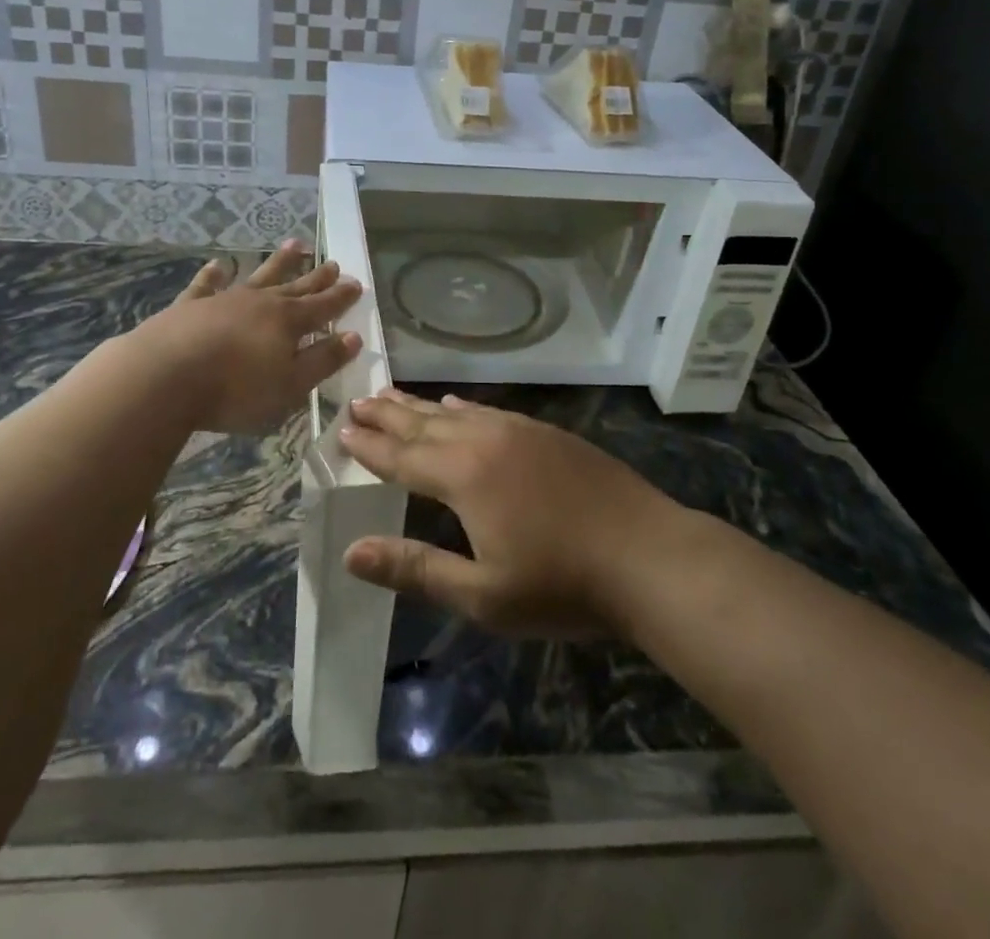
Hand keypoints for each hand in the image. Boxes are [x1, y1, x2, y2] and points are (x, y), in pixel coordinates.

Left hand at [136, 242, 362, 432]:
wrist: (164, 377)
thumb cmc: (235, 389)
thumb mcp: (290, 385)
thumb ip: (322, 360)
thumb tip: (353, 336)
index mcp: (288, 322)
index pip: (323, 306)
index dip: (341, 297)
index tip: (357, 283)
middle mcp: (260, 303)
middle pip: (295, 287)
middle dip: (317, 277)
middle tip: (333, 262)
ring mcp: (224, 300)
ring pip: (258, 275)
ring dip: (278, 262)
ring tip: (295, 244)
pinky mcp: (190, 306)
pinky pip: (207, 284)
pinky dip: (215, 274)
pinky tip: (219, 264)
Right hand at [336, 389, 679, 638]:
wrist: (648, 556)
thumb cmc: (561, 585)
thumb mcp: (482, 594)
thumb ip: (415, 568)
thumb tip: (351, 552)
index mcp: (464, 476)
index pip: (402, 457)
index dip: (369, 446)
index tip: (341, 429)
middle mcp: (485, 441)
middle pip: (423, 425)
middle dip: (386, 415)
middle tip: (356, 402)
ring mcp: (519, 431)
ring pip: (455, 413)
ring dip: (418, 406)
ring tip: (391, 395)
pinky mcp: (546, 433)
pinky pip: (488, 411)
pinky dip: (462, 408)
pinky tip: (455, 405)